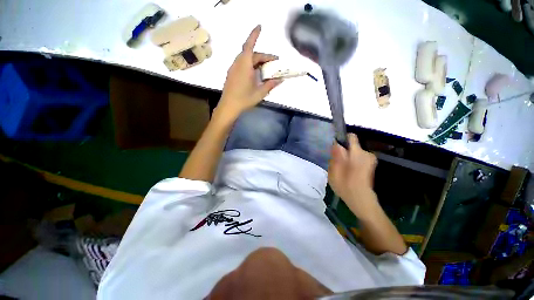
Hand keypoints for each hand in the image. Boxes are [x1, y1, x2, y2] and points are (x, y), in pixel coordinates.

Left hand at [217, 25, 282, 118]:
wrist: (229, 106)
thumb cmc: (244, 99)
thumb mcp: (260, 93)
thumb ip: (270, 85)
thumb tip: (280, 79)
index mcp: (245, 65)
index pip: (249, 45)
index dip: (254, 35)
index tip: (260, 26)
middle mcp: (238, 63)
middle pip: (251, 54)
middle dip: (263, 57)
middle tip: (274, 64)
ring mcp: (233, 69)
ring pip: (246, 59)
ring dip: (256, 61)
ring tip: (265, 69)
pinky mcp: (231, 74)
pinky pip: (242, 64)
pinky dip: (250, 65)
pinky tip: (255, 74)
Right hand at [328, 133, 378, 216]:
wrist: (361, 200)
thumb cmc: (345, 186)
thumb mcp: (334, 171)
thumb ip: (336, 155)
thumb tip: (336, 144)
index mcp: (356, 154)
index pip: (351, 137)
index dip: (342, 140)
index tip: (335, 148)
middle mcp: (366, 154)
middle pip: (351, 146)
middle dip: (343, 152)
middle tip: (337, 163)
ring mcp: (369, 160)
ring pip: (354, 152)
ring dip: (347, 158)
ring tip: (342, 169)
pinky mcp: (370, 165)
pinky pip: (358, 158)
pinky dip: (353, 162)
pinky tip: (349, 172)